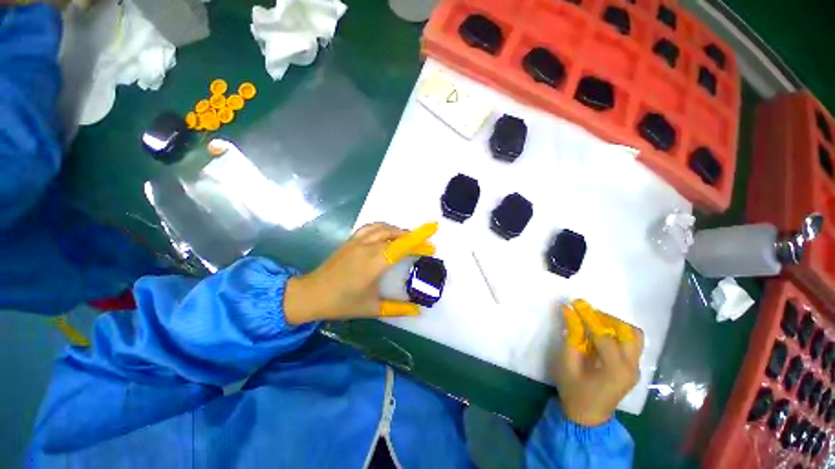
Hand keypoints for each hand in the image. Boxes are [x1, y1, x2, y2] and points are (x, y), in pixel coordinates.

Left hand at [283, 222, 437, 323]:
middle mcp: (368, 247)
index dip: (419, 239)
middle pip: (396, 234)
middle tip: (426, 245)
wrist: (311, 294)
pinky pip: (371, 227)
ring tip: (410, 238)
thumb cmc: (342, 303)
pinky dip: (384, 227)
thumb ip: (397, 308)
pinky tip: (388, 234)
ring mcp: (358, 241)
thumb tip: (418, 310)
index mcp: (374, 263)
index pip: (402, 245)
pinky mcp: (351, 240)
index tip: (433, 236)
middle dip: (414, 237)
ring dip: (400, 230)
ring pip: (384, 227)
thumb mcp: (372, 308)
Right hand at [553, 300, 643, 426]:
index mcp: (615, 369)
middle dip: (605, 318)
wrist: (588, 417)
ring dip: (615, 325)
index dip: (589, 316)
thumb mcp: (567, 364)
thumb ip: (571, 336)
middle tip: (585, 314)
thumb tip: (569, 311)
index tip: (575, 302)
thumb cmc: (574, 391)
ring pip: (634, 336)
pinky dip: (618, 333)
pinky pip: (631, 343)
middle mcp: (632, 367)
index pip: (604, 335)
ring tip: (595, 323)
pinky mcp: (634, 369)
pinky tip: (601, 335)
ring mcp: (636, 369)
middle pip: (628, 332)